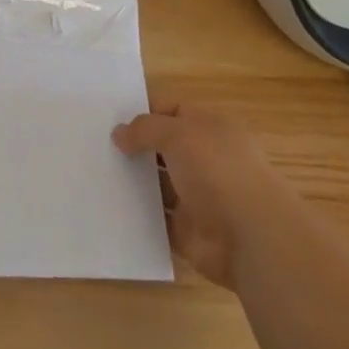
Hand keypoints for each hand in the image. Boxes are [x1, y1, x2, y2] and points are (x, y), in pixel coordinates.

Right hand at [113, 100, 288, 288]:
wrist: (251, 238)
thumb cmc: (217, 171)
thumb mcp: (178, 133)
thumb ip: (145, 129)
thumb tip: (118, 134)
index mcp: (209, 127)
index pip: (171, 110)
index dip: (144, 113)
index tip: (110, 120)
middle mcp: (205, 158)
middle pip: (163, 148)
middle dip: (135, 148)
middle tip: (98, 147)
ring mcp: (198, 196)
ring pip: (159, 184)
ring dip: (135, 182)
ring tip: (96, 175)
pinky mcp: (190, 231)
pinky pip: (159, 220)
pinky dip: (139, 216)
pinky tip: (111, 208)